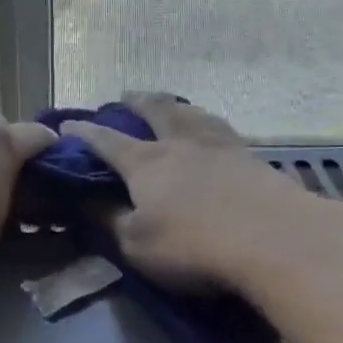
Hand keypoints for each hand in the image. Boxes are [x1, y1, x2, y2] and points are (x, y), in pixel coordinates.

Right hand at [62, 93, 308, 291]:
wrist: (274, 240)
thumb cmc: (193, 246)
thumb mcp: (136, 245)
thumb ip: (109, 221)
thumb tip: (84, 202)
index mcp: (146, 163)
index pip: (107, 142)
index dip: (85, 133)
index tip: (68, 124)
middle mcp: (181, 144)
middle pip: (157, 111)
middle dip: (138, 102)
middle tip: (127, 96)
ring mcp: (222, 147)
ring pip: (194, 115)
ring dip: (178, 106)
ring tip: (174, 106)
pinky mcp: (254, 160)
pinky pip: (224, 131)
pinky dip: (210, 125)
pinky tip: (216, 131)